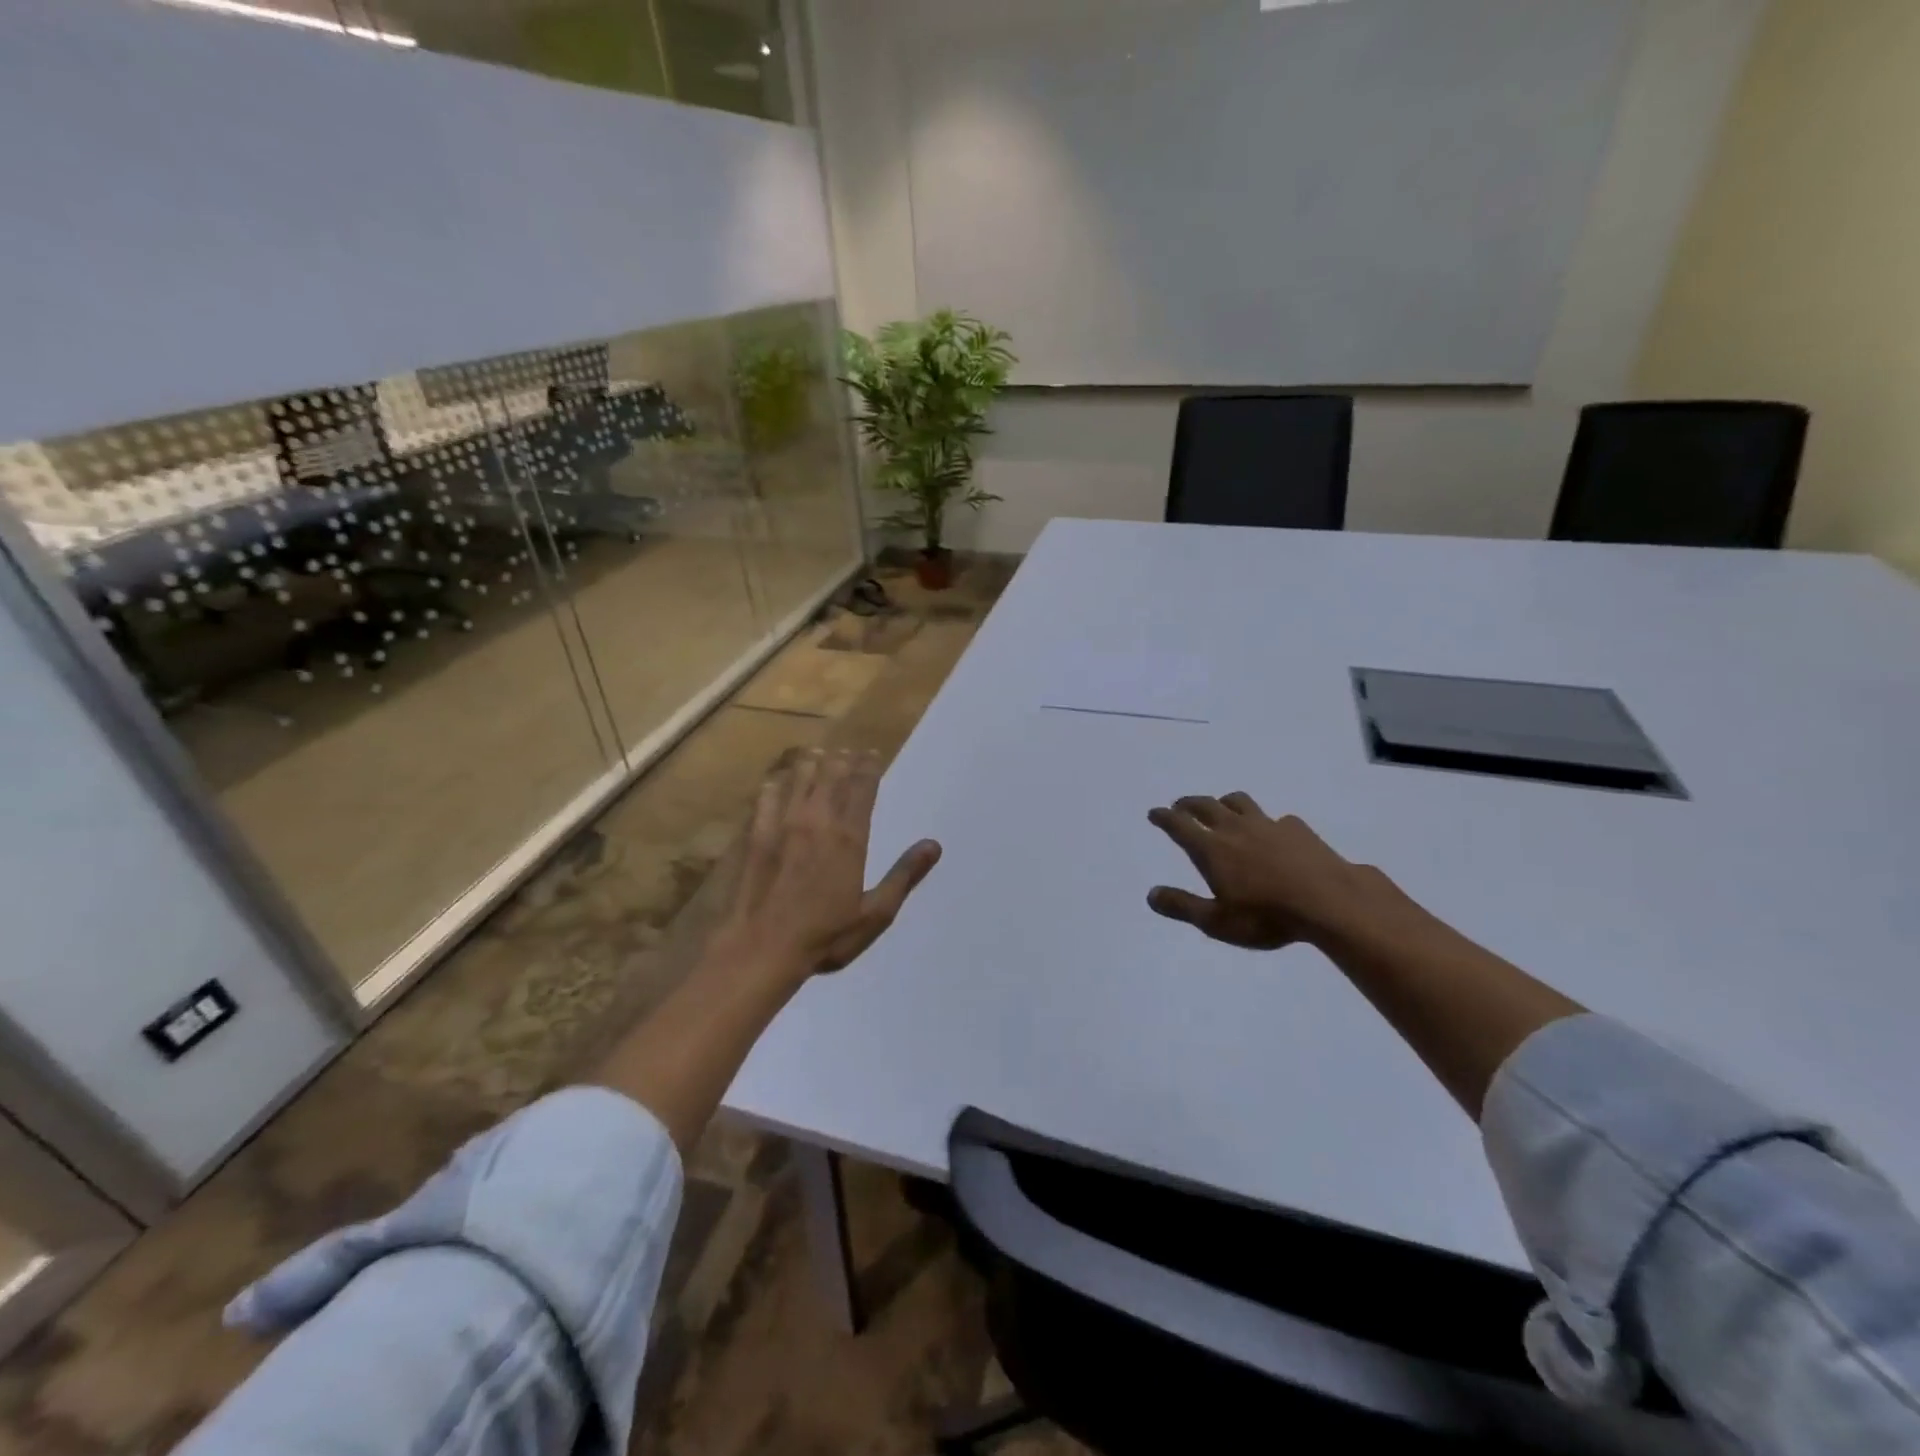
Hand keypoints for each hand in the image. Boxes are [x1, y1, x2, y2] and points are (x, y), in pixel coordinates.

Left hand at [716, 748, 941, 981]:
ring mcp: (782, 824)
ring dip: (812, 763)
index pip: (862, 787)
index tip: (872, 755)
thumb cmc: (824, 936)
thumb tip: (933, 845)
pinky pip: (767, 795)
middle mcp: (817, 820)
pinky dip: (777, 782)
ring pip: (799, 777)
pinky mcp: (755, 833)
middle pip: (831, 774)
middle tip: (849, 753)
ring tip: (819, 756)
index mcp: (849, 837)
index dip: (869, 767)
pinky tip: (778, 780)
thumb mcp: (875, 914)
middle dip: (843, 759)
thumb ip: (904, 876)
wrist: (760, 948)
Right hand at [1146, 793, 1374, 950]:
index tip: (1154, 812)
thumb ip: (1182, 906)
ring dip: (1224, 802)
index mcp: (1212, 849)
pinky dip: (1266, 822)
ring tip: (1221, 807)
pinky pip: (1275, 818)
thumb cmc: (1266, 916)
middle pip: (1206, 806)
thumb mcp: (1217, 922)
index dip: (1164, 817)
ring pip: (1239, 802)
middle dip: (1189, 804)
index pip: (1180, 825)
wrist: (1330, 902)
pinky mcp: (1297, 829)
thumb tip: (1151, 894)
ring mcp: (1268, 825)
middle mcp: (1235, 829)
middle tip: (1180, 806)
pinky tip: (1273, 833)